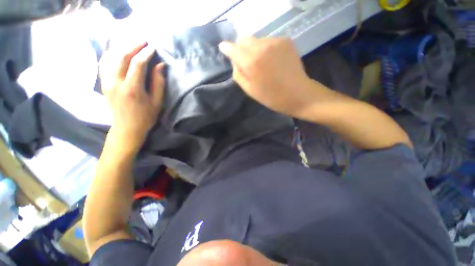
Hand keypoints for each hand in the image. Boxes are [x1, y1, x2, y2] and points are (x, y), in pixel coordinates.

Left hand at [100, 42, 164, 150]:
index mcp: (132, 89)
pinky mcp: (103, 83)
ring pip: (111, 57)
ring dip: (122, 47)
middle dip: (133, 46)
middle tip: (143, 41)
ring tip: (132, 43)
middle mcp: (116, 82)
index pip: (138, 64)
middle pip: (122, 56)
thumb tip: (160, 66)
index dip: (146, 54)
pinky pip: (104, 63)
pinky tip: (118, 51)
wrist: (127, 128)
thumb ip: (158, 83)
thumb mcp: (157, 102)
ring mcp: (107, 82)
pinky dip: (112, 54)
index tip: (153, 48)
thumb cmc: (146, 116)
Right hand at [219, 37, 321, 117]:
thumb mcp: (249, 90)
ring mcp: (275, 41)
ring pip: (257, 39)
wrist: (297, 94)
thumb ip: (238, 73)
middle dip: (241, 48)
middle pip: (244, 38)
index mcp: (251, 61)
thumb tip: (235, 61)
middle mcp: (261, 46)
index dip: (227, 48)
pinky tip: (273, 60)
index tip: (224, 49)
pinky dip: (267, 49)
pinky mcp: (286, 40)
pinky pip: (269, 41)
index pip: (232, 48)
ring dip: (255, 49)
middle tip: (246, 61)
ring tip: (263, 63)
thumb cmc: (271, 96)